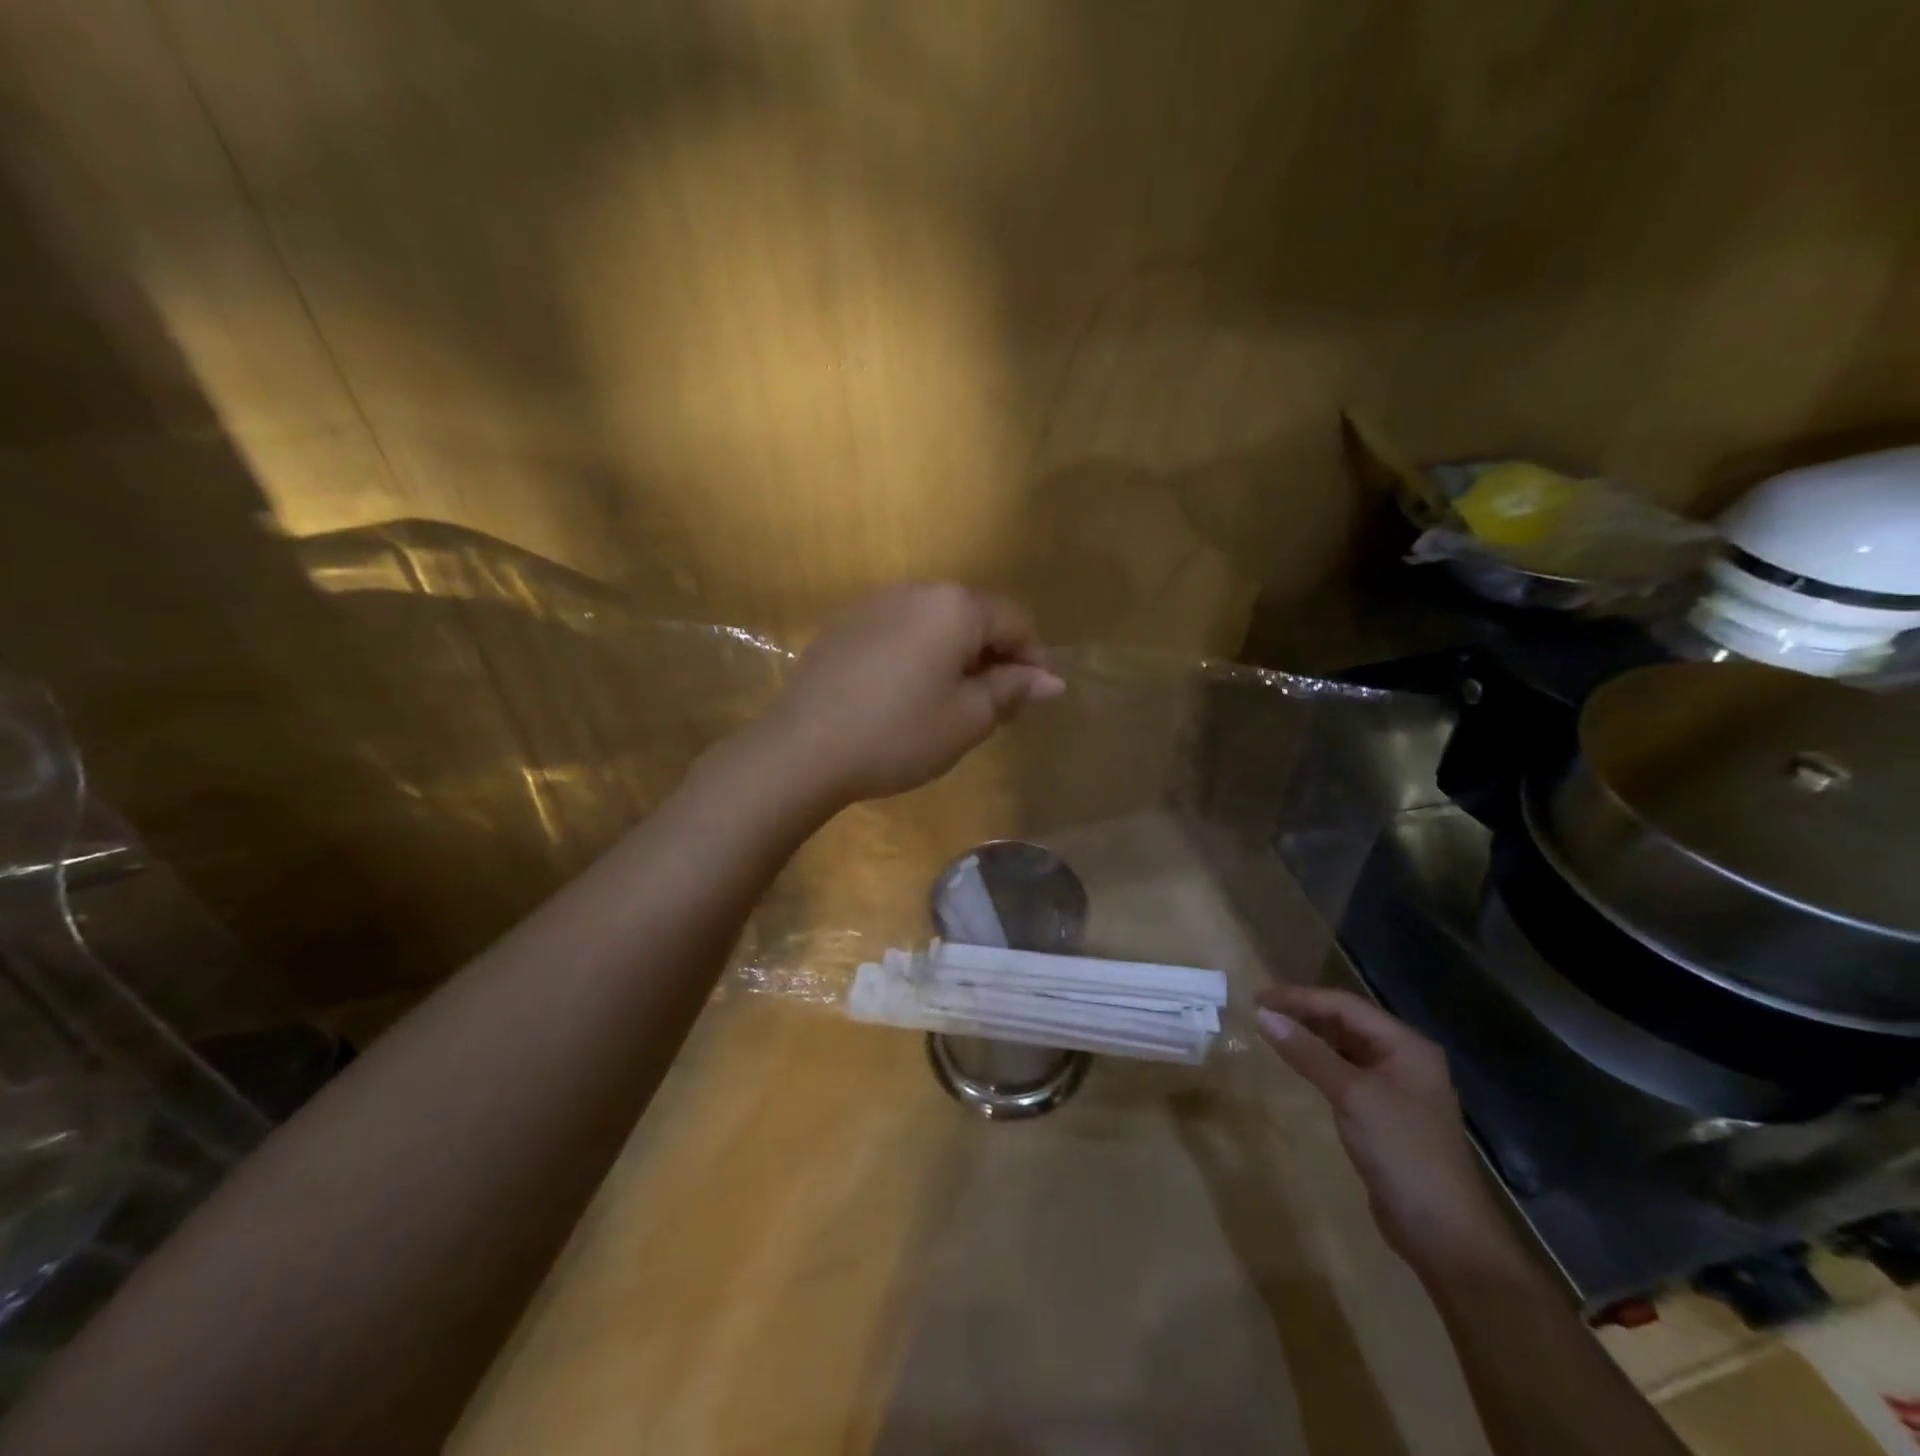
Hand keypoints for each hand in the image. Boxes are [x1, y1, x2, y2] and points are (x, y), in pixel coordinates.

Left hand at [766, 584, 1063, 804]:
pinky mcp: (844, 627)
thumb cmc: (899, 733)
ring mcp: (874, 605)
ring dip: (956, 657)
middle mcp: (916, 592)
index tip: (1035, 698)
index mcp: (954, 606)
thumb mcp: (968, 718)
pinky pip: (900, 633)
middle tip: (997, 707)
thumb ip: (1012, 690)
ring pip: (935, 625)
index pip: (1015, 620)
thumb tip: (1050, 680)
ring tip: (953, 703)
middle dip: (995, 657)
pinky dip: (919, 657)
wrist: (803, 748)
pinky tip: (907, 696)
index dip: (1034, 658)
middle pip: (974, 617)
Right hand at [1255, 986, 1526, 1277]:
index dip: (1299, 998)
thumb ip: (1308, 1052)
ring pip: (1345, 1047)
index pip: (1344, 1005)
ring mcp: (1397, 1088)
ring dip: (1310, 1038)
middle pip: (1346, 1022)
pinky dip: (1319, 1064)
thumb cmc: (1402, 1152)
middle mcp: (1404, 1059)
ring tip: (1272, 1033)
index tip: (1257, 999)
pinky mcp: (1385, 1114)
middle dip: (1304, 1014)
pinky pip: (1346, 1073)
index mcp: (1406, 1045)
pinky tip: (1298, 1066)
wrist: (1444, 1234)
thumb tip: (1263, 1016)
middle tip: (1260, 1013)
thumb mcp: (1351, 1095)